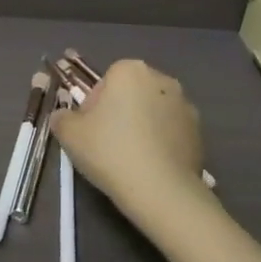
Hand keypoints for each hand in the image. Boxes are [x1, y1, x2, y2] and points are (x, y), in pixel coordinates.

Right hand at [51, 59, 206, 221]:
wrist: (160, 190)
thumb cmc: (110, 151)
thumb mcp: (69, 134)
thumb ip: (61, 117)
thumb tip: (63, 116)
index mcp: (130, 71)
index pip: (105, 81)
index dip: (94, 104)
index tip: (90, 129)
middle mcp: (162, 80)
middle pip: (131, 93)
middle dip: (120, 112)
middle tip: (106, 143)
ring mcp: (185, 106)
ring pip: (153, 112)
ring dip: (142, 126)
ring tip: (130, 158)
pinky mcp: (199, 132)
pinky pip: (171, 132)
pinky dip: (161, 143)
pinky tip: (150, 166)